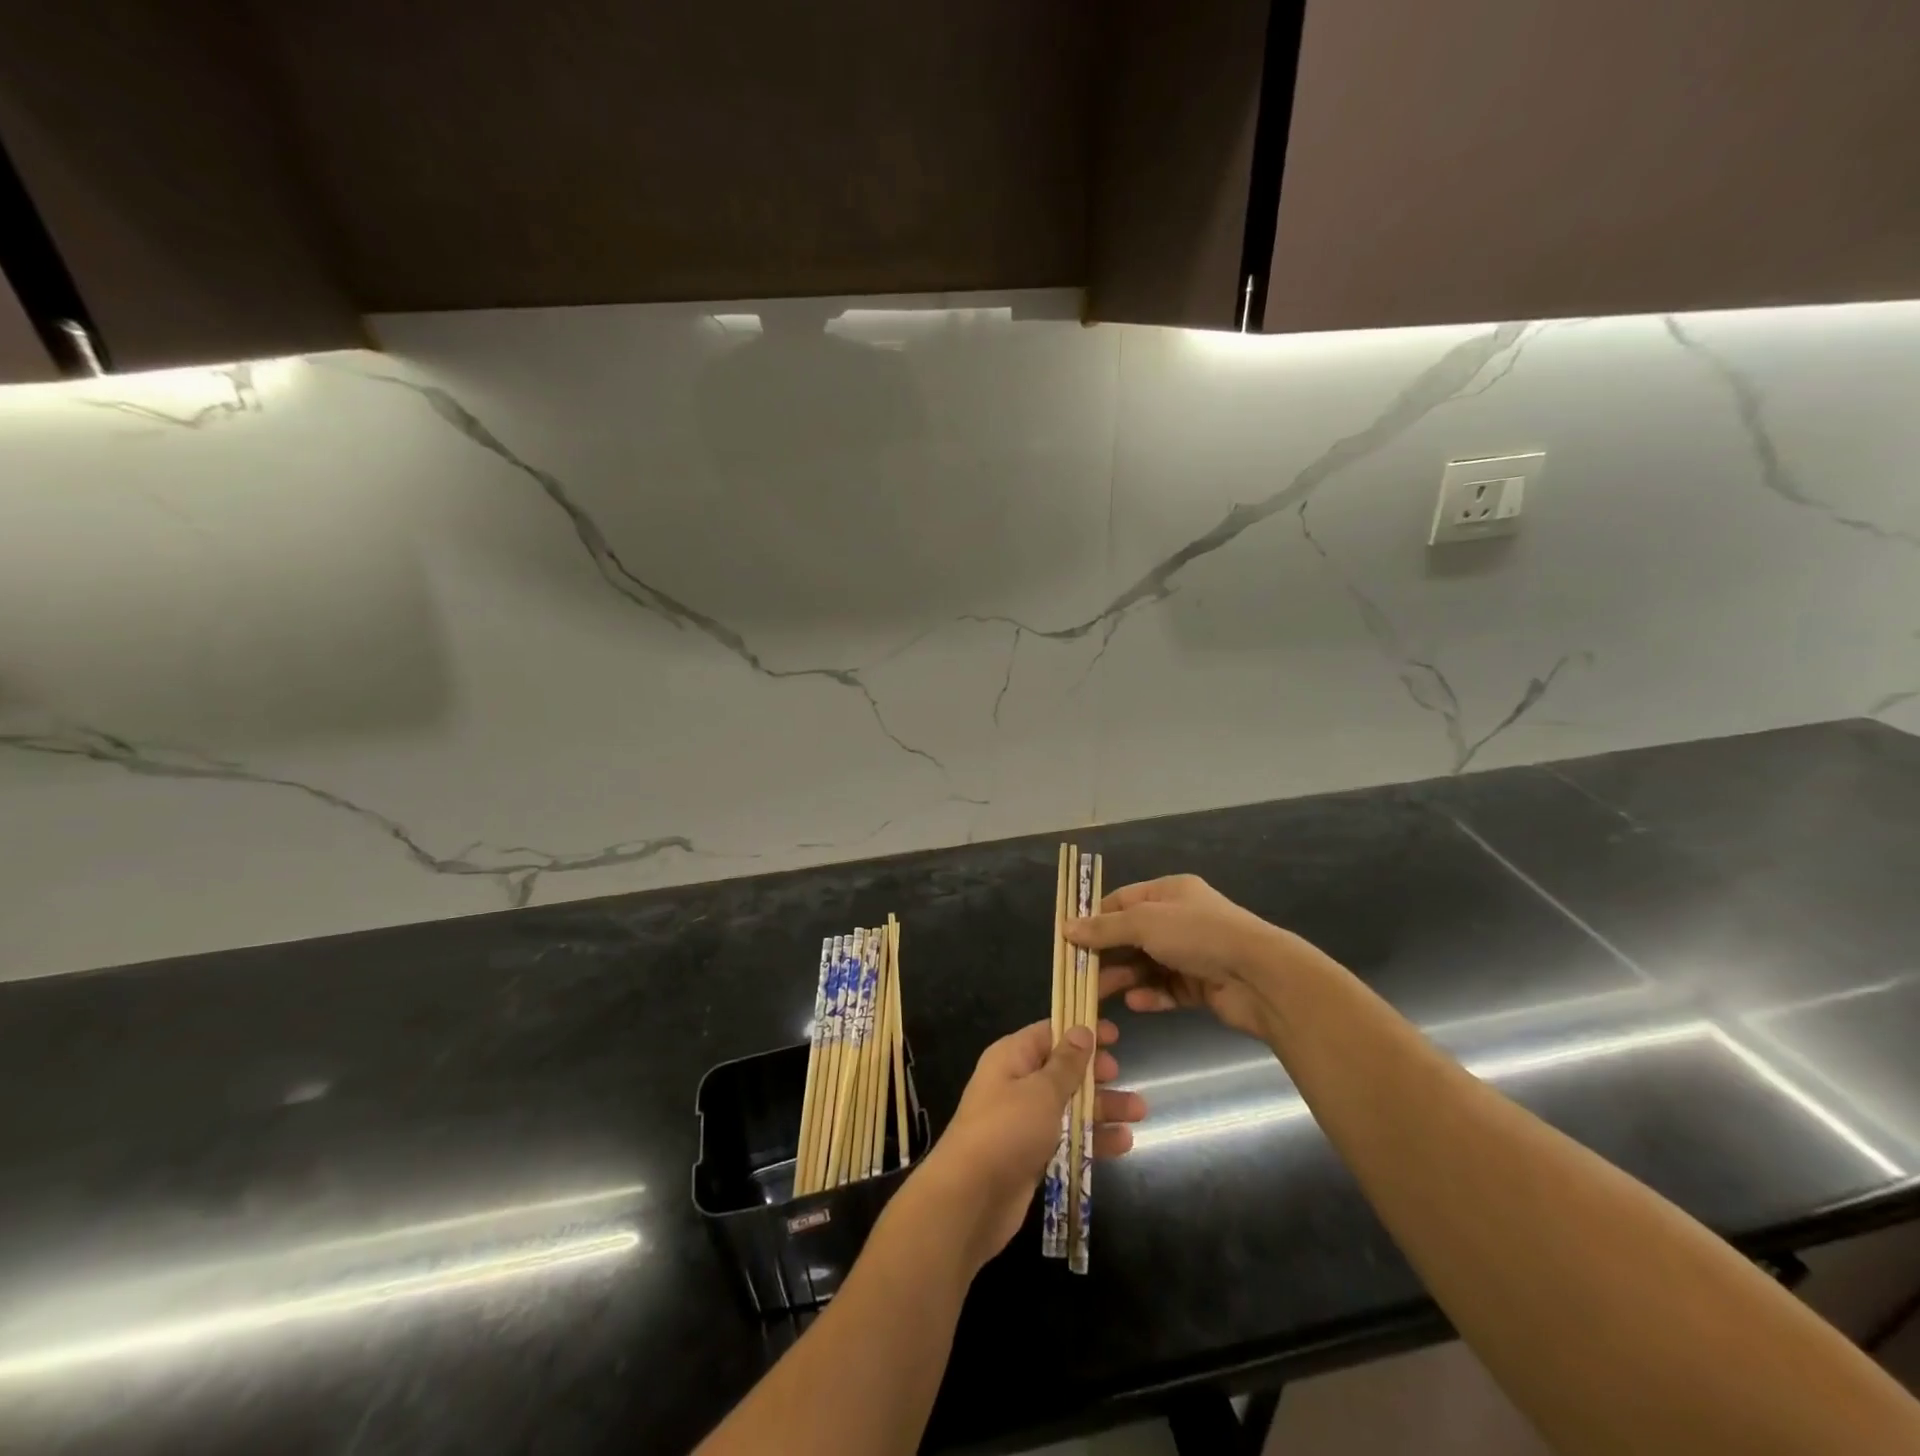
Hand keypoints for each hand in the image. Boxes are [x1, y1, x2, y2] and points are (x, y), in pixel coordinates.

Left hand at [913, 1018, 1145, 1269]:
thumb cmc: (1007, 1131)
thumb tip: (1081, 1030)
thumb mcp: (1041, 1091)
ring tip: (1140, 1112)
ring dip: (1102, 1108)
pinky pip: (1067, 1138)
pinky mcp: (1032, 1155)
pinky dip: (1092, 1138)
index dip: (1080, 1032)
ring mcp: (1024, 1121)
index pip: (1049, 1034)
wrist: (970, 1199)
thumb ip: (1066, 1064)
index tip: (1114, 1035)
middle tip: (1123, 1075)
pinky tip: (1123, 1143)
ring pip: (1069, 1106)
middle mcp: (1016, 1084)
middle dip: (1095, 1073)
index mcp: (1012, 1058)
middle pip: (1063, 1071)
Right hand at [1068, 874, 1299, 1040]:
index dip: (1096, 918)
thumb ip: (1104, 928)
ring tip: (1099, 994)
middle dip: (1106, 954)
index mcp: (1170, 892)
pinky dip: (1151, 995)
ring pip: (1147, 964)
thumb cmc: (1198, 935)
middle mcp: (1180, 919)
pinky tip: (1136, 1003)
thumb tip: (1066, 927)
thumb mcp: (1144, 923)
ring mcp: (1192, 953)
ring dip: (1124, 977)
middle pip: (1132, 935)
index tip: (1070, 938)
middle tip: (1078, 973)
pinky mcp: (1202, 985)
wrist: (1260, 976)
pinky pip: (1167, 988)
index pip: (1123, 901)